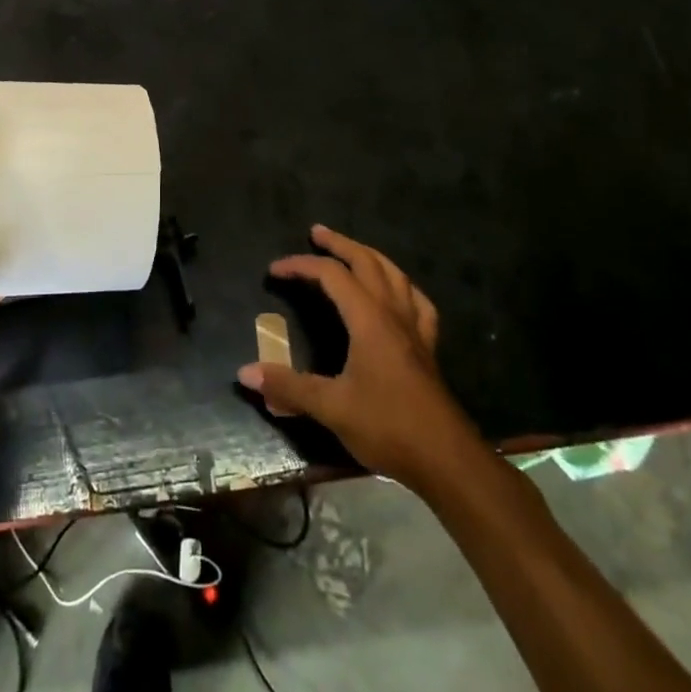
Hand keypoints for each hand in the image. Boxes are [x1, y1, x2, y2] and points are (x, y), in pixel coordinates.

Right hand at [238, 225, 467, 486]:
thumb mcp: (331, 408)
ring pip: (395, 275)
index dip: (301, 266)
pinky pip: (418, 303)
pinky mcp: (428, 348)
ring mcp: (415, 329)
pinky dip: (403, 287)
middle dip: (340, 244)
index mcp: (369, 319)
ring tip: (353, 251)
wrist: (446, 459)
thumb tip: (244, 373)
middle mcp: (393, 313)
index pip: (331, 275)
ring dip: (370, 256)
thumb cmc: (387, 426)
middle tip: (317, 232)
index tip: (274, 270)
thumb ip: (288, 387)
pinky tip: (399, 292)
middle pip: (367, 262)